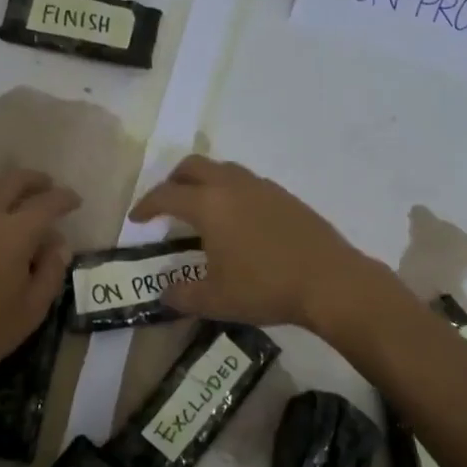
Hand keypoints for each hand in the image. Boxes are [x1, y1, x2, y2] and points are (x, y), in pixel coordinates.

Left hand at [0, 169, 78, 386]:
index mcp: (14, 233)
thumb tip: (58, 244)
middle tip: (47, 186)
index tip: (75, 201)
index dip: (64, 198)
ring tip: (13, 195)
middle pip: (12, 181)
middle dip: (34, 180)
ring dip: (3, 183)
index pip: (46, 203)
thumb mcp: (31, 311)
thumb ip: (50, 272)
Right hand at [128, 155, 372, 328]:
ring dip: (204, 182)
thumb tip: (165, 293)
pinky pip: (247, 182)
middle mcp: (233, 186)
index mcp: (209, 204)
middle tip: (166, 204)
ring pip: (223, 169)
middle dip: (173, 181)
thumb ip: (183, 295)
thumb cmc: (265, 288)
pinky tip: (238, 220)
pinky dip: (231, 191)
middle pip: (193, 166)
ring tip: (201, 209)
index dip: (147, 205)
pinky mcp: (285, 196)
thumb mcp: (216, 300)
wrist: (329, 281)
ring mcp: (263, 187)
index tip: (137, 219)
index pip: (167, 195)